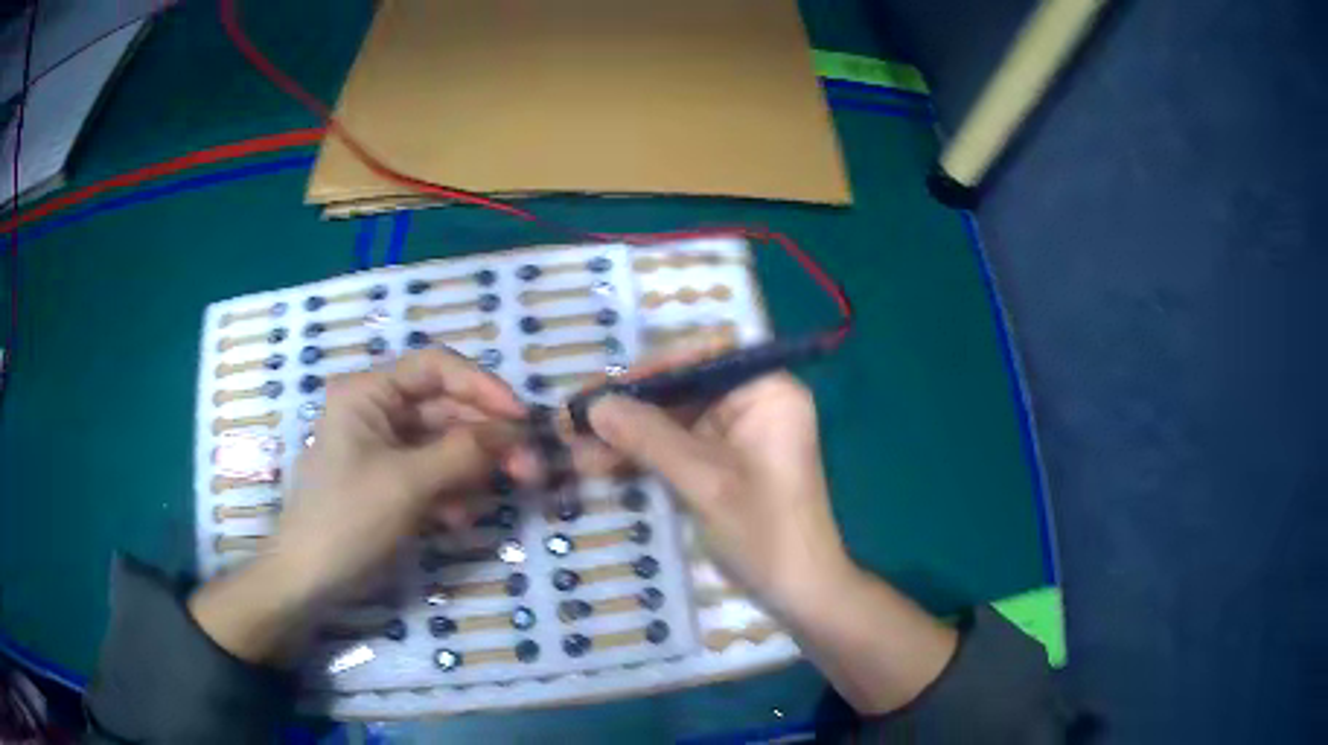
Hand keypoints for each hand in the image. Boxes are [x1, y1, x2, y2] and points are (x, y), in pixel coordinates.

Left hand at [191, 349, 526, 662]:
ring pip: (443, 444)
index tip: (522, 419)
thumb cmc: (348, 520)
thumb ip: (464, 452)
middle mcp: (376, 410)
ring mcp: (382, 447)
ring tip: (497, 497)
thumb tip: (516, 432)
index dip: (483, 386)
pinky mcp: (388, 480)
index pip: (436, 367)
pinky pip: (431, 473)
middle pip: (445, 409)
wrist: (309, 580)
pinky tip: (458, 519)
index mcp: (368, 392)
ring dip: (473, 468)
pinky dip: (451, 491)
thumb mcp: (409, 483)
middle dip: (486, 438)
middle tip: (529, 470)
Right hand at [588, 372, 956, 713]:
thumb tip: (595, 405)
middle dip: (628, 412)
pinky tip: (600, 467)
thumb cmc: (763, 531)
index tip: (605, 392)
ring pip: (671, 423)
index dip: (650, 369)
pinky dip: (642, 459)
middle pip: (680, 391)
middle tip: (574, 425)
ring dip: (626, 438)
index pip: (702, 357)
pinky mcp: (723, 465)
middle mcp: (753, 404)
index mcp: (766, 392)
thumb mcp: (703, 481)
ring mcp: (737, 437)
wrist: (798, 592)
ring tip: (575, 452)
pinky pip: (677, 449)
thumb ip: (649, 437)